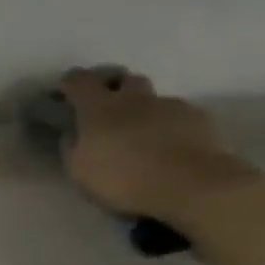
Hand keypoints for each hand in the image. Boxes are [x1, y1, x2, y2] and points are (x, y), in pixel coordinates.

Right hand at [58, 68, 240, 223]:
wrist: (189, 184)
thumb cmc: (125, 179)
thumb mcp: (81, 173)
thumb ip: (72, 148)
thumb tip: (71, 134)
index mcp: (100, 107)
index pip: (79, 81)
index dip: (70, 83)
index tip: (66, 93)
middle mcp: (134, 98)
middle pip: (124, 79)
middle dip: (116, 89)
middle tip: (111, 112)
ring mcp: (169, 105)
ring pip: (154, 100)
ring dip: (146, 112)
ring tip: (146, 138)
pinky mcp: (198, 119)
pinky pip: (179, 117)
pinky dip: (172, 128)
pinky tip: (173, 150)